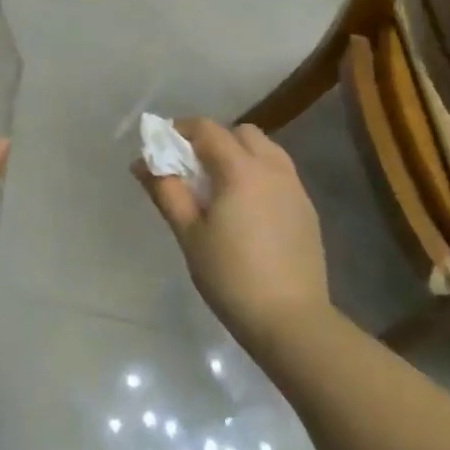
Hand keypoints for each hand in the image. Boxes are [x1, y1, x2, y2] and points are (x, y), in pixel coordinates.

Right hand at [134, 119, 330, 353]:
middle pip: (241, 133)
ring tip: (220, 187)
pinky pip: (279, 174)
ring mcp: (295, 188)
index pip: (207, 130)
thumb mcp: (189, 234)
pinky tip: (246, 208)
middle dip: (213, 140)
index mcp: (241, 170)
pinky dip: (258, 174)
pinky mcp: (306, 209)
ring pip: (266, 150)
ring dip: (239, 154)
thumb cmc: (230, 276)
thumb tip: (142, 164)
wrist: (290, 320)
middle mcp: (273, 169)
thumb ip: (167, 192)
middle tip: (192, 168)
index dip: (180, 130)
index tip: (161, 146)